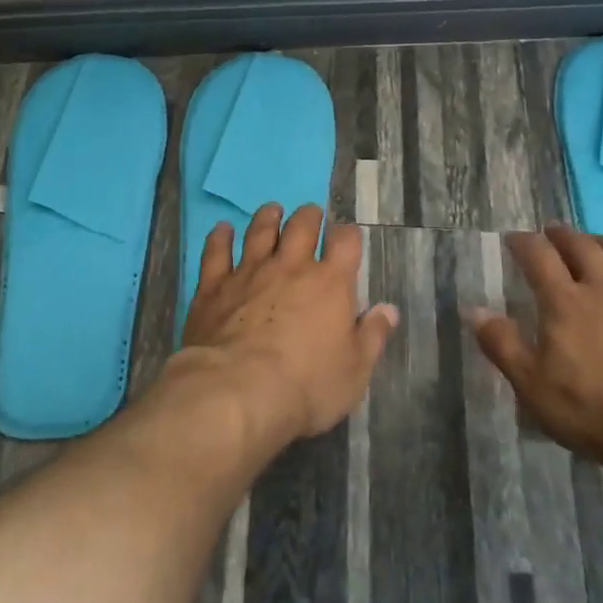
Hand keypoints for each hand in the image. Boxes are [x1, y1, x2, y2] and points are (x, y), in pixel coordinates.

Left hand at [178, 203, 399, 440]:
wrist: (237, 391)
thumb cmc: (306, 385)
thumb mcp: (354, 371)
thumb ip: (372, 336)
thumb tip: (388, 310)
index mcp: (330, 283)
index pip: (346, 243)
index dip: (348, 235)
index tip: (348, 237)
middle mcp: (290, 267)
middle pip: (301, 226)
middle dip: (308, 217)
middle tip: (310, 214)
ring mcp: (249, 272)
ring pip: (259, 232)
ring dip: (268, 218)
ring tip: (272, 210)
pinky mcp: (213, 286)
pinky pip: (216, 252)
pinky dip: (219, 238)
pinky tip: (222, 229)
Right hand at [467, 225, 602, 487]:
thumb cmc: (590, 408)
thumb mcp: (531, 384)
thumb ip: (502, 344)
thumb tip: (474, 310)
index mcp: (565, 302)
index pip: (539, 257)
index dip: (524, 243)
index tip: (514, 238)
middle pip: (583, 248)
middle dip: (563, 236)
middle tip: (552, 233)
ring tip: (593, 241)